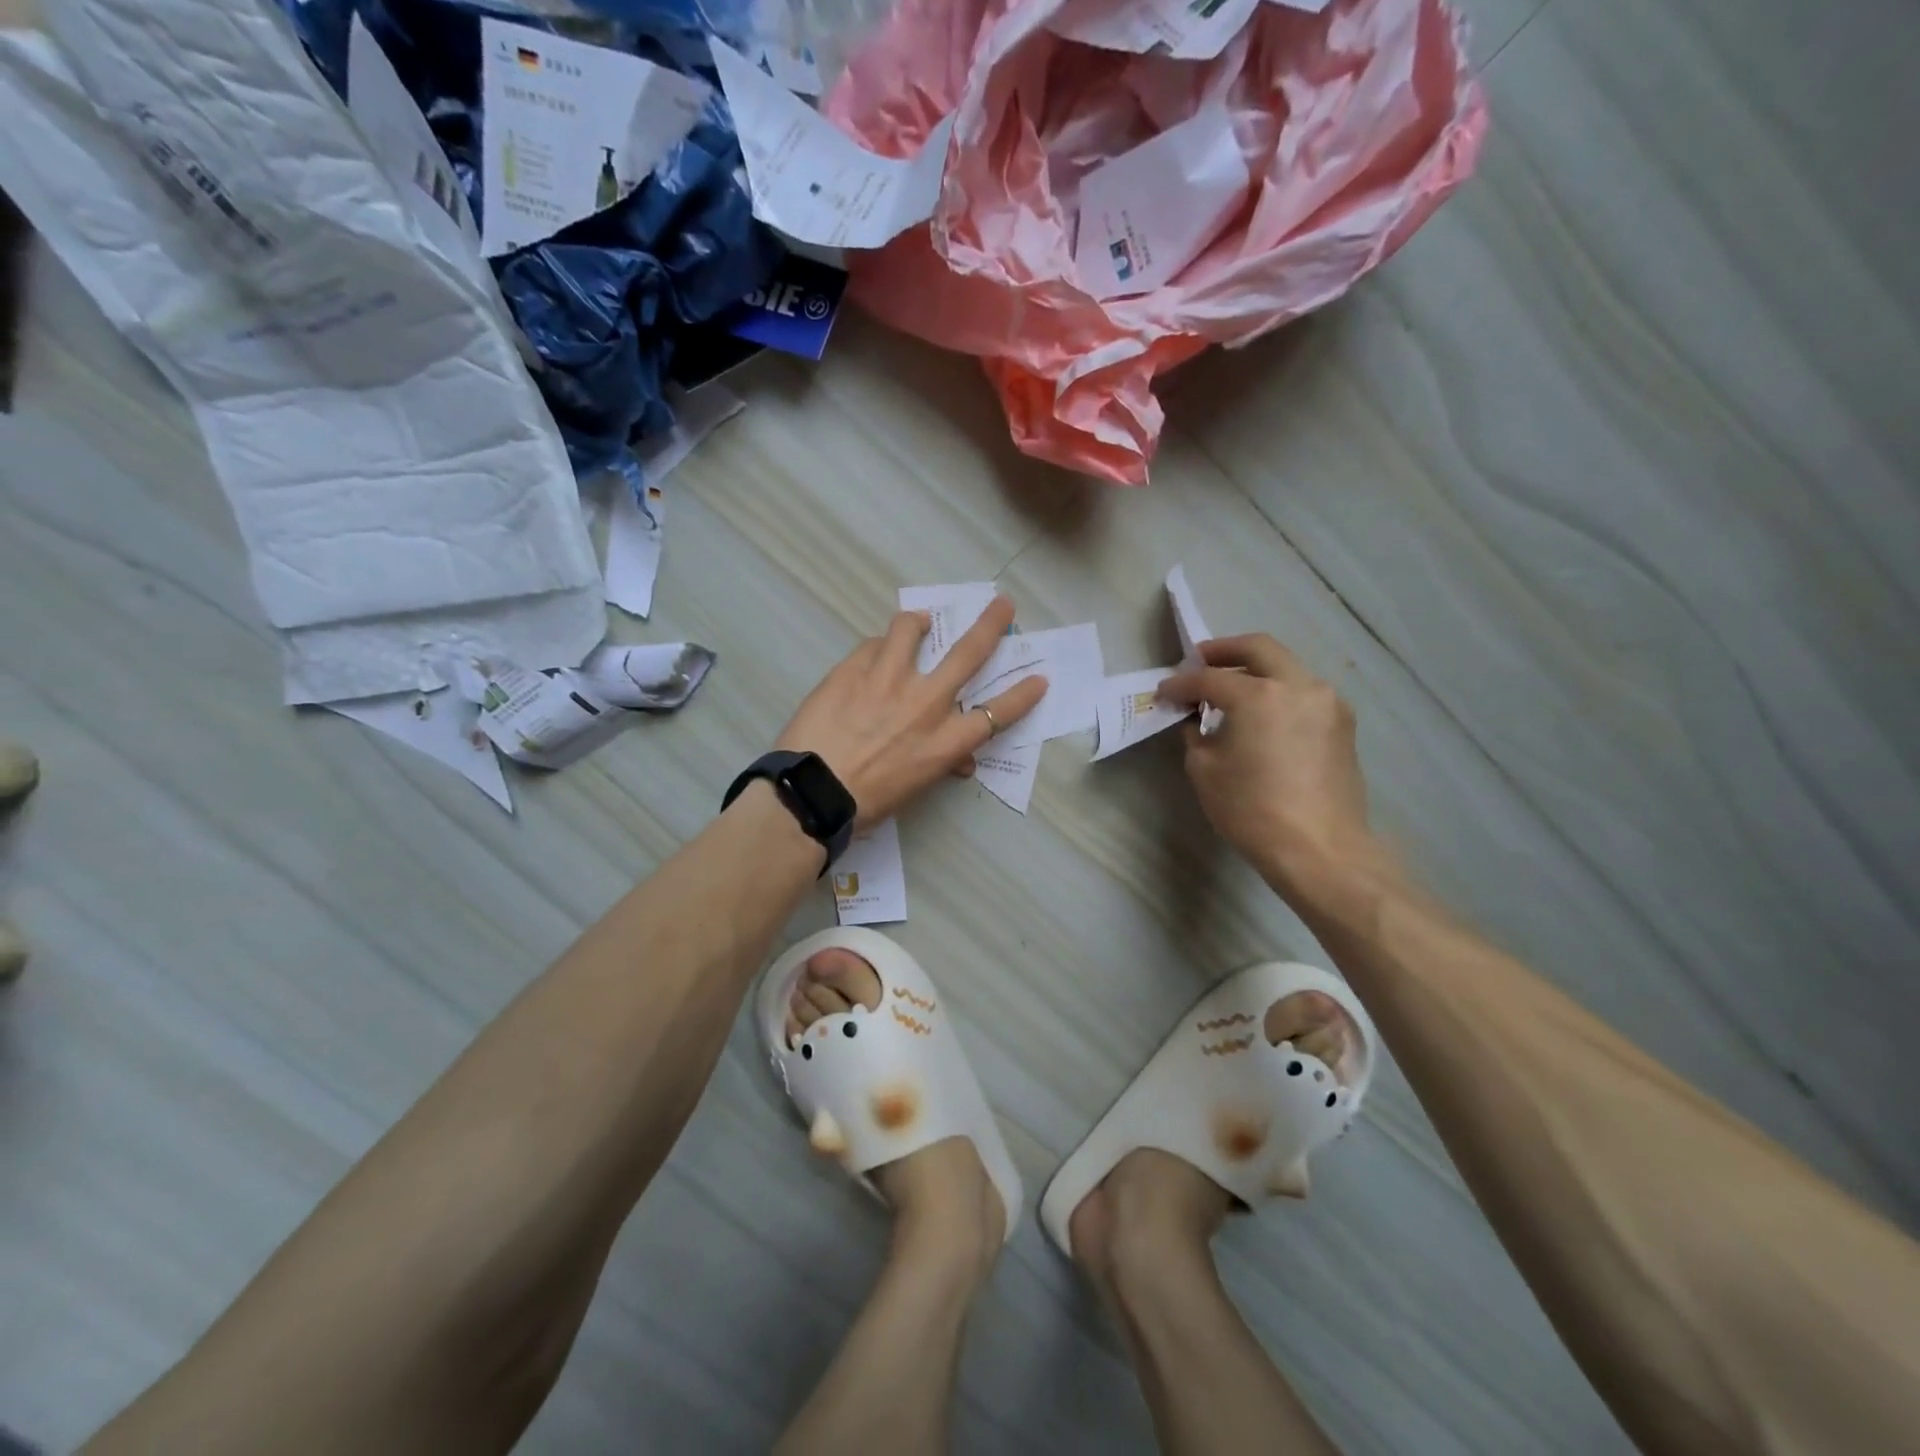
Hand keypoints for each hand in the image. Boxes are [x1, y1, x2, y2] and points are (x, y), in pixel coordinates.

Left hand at [776, 596, 1047, 826]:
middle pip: (969, 654)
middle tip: (1003, 604)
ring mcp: (888, 680)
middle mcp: (924, 704)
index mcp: (944, 742)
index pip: (996, 715)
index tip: (1038, 678)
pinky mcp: (852, 670)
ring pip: (910, 629)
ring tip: (917, 622)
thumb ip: (941, 763)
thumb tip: (959, 760)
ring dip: (917, 622)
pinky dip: (877, 648)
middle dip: (991, 625)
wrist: (811, 793)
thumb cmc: (866, 802)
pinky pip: (871, 645)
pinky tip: (871, 657)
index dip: (1022, 695)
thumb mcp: (915, 789)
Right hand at [1159, 635, 1374, 899]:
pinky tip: (1261, 715)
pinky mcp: (1342, 723)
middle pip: (1259, 648)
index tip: (1164, 692)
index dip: (1181, 684)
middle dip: (1224, 651)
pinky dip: (1278, 692)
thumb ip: (1196, 734)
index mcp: (1259, 695)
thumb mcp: (1205, 770)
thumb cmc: (1252, 810)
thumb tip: (1197, 720)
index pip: (1209, 678)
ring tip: (1230, 690)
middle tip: (1199, 662)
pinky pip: (1303, 692)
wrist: (1319, 850)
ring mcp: (1327, 702)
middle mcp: (1298, 686)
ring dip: (1255, 670)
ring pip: (1286, 667)